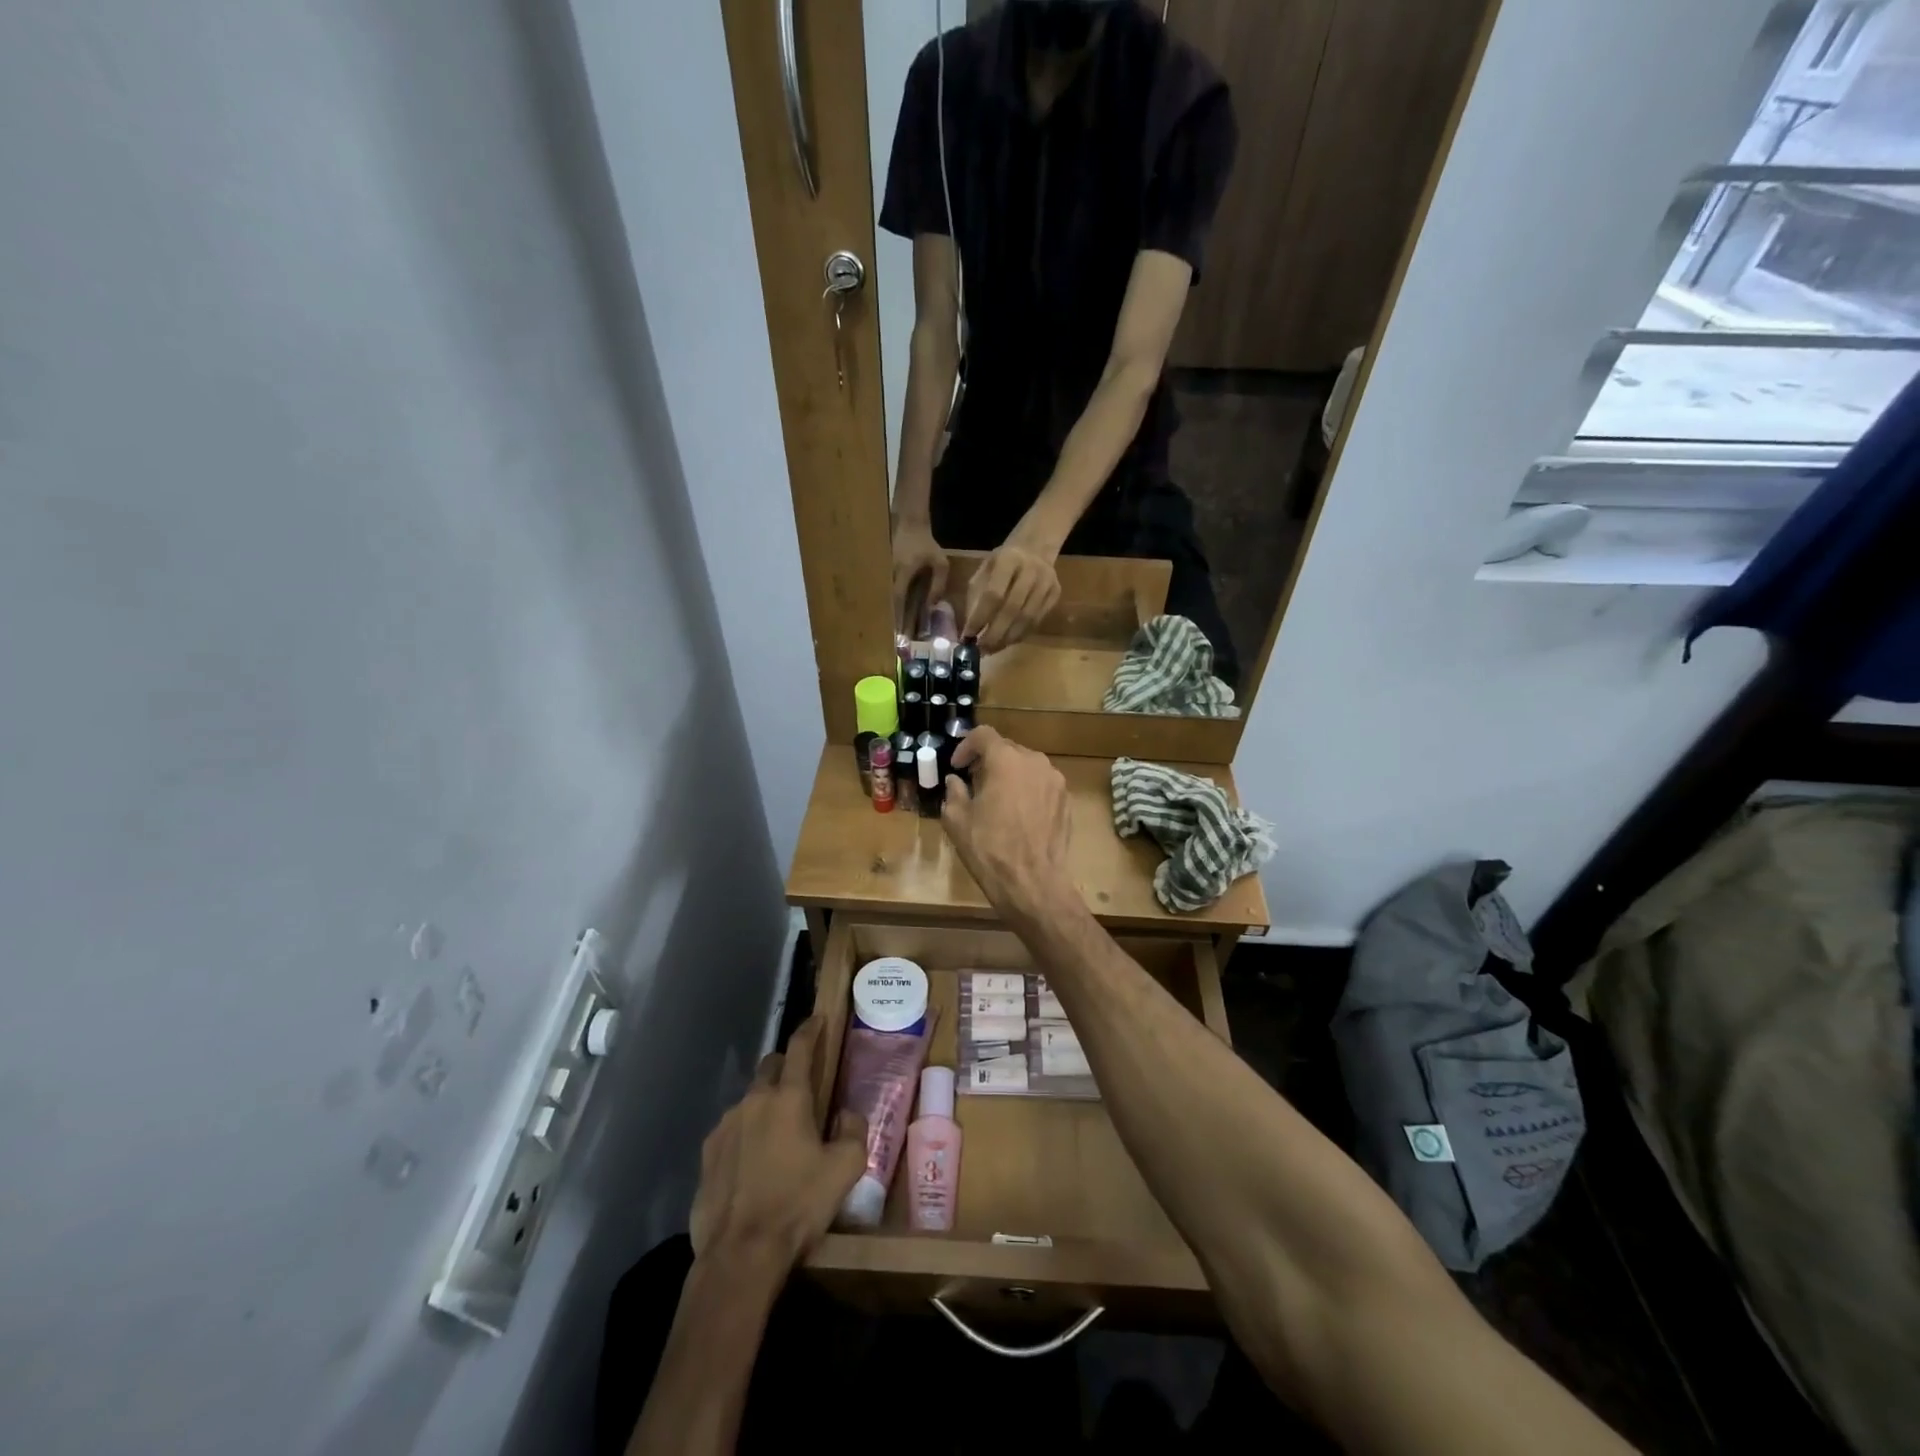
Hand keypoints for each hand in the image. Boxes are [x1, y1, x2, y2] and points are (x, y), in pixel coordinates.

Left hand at [689, 1017, 867, 1272]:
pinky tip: (753, 1163)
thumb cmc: (798, 1205)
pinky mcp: (707, 1154)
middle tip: (800, 1085)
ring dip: (764, 1106)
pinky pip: (731, 1131)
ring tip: (777, 1135)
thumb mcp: (845, 1169)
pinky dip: (745, 1136)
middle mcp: (754, 1101)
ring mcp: (725, 1126)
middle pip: (770, 1067)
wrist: (741, 1255)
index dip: (810, 1029)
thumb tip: (846, 1115)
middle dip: (786, 1066)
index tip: (817, 1019)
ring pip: (749, 1100)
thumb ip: (853, 1131)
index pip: (800, 1047)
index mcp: (789, 1097)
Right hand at [891, 519, 948, 635]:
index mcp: (904, 571)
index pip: (898, 598)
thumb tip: (931, 606)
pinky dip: (885, 605)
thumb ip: (938, 585)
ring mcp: (883, 572)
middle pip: (886, 602)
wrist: (909, 524)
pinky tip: (885, 617)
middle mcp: (889, 574)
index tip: (897, 633)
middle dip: (889, 621)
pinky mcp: (882, 572)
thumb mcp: (940, 563)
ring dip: (885, 614)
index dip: (897, 616)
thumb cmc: (926, 544)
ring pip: (883, 598)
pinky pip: (883, 592)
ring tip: (887, 633)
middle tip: (891, 641)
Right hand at [943, 725, 1074, 920]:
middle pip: (1008, 749)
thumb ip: (954, 792)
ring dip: (1009, 774)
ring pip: (1027, 766)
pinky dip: (1027, 790)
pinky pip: (1042, 785)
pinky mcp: (1067, 801)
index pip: (983, 735)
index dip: (966, 746)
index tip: (957, 766)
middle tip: (974, 782)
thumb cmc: (989, 848)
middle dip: (988, 761)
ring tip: (997, 799)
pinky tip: (1018, 815)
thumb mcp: (957, 820)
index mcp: (1006, 760)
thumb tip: (955, 781)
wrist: (1033, 882)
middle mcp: (1035, 762)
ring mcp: (1055, 781)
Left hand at [963, 535, 1061, 652]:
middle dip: (994, 634)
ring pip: (1027, 619)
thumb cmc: (1002, 563)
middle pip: (1012, 610)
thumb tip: (969, 631)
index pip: (993, 594)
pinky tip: (1006, 641)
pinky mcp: (1056, 594)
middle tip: (981, 650)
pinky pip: (1037, 622)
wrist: (1035, 549)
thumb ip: (976, 597)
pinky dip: (1020, 635)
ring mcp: (1047, 583)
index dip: (980, 618)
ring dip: (1007, 639)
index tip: (967, 636)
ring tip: (992, 650)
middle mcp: (1031, 570)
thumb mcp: (984, 570)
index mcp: (1009, 559)